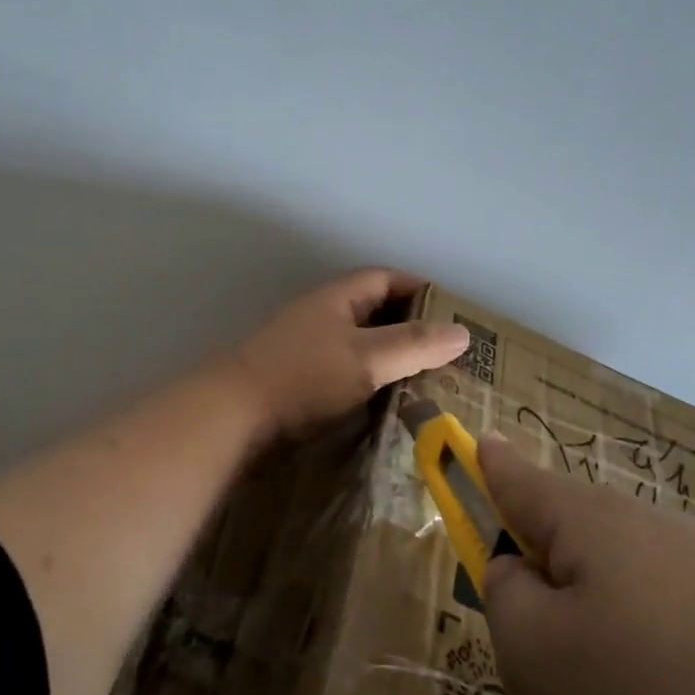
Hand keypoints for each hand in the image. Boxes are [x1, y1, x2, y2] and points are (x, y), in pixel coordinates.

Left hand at [230, 269, 469, 437]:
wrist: (232, 415)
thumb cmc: (303, 377)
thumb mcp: (366, 358)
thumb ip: (413, 345)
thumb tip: (462, 332)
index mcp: (337, 298)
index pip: (386, 279)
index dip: (421, 290)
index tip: (454, 314)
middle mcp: (321, 316)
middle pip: (375, 313)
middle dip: (412, 329)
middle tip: (450, 356)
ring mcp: (306, 349)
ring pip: (360, 347)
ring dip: (391, 360)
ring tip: (429, 384)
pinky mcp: (298, 382)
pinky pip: (344, 374)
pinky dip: (369, 384)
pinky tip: (387, 406)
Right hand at [477, 436, 694, 694]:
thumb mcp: (535, 653)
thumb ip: (506, 591)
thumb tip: (518, 567)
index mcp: (597, 526)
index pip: (521, 478)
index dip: (487, 465)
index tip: (472, 442)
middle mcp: (659, 545)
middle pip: (569, 582)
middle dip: (535, 656)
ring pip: (618, 642)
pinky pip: (675, 677)